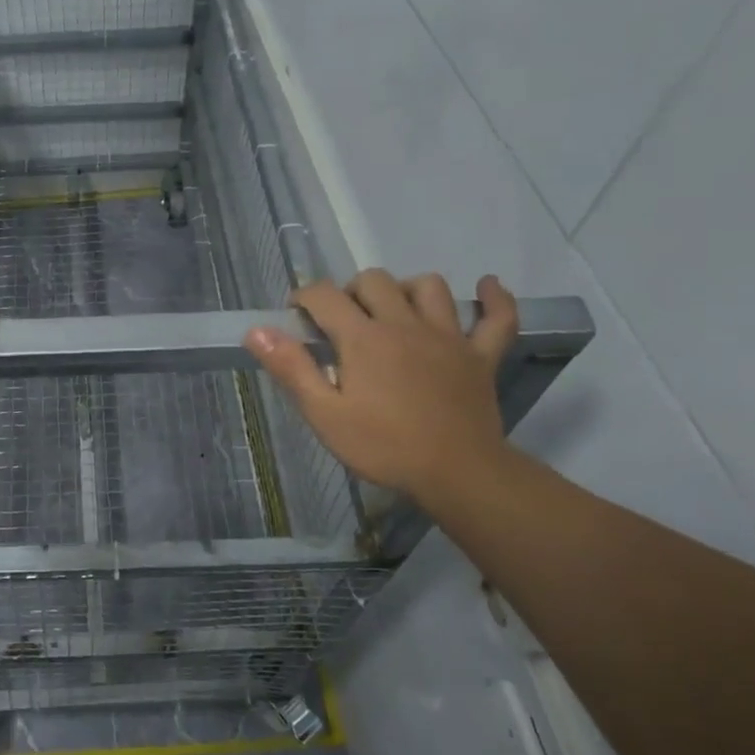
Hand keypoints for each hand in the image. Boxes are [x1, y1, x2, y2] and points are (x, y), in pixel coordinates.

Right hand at [244, 270, 519, 504]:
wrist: (457, 474)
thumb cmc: (383, 446)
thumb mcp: (324, 414)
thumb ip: (291, 368)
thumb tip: (256, 330)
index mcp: (363, 338)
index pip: (325, 295)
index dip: (304, 297)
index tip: (296, 315)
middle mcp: (404, 324)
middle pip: (375, 281)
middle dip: (351, 291)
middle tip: (343, 322)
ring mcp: (448, 336)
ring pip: (429, 287)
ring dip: (406, 289)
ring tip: (394, 310)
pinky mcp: (481, 356)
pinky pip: (498, 317)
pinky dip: (495, 299)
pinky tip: (487, 287)